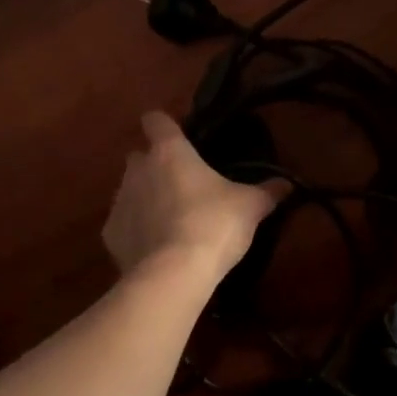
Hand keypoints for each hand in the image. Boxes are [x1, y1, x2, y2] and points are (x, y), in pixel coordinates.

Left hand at [103, 111, 286, 281]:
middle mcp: (138, 170)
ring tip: (170, 219)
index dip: (164, 124)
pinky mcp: (110, 236)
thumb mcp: (250, 206)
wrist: (173, 275)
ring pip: (129, 190)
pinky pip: (123, 225)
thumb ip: (267, 192)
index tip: (177, 135)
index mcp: (169, 151)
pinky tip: (155, 247)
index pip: (156, 120)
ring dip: (145, 198)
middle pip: (139, 156)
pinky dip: (136, 231)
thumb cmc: (214, 224)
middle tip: (181, 182)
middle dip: (154, 165)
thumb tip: (287, 184)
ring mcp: (119, 202)